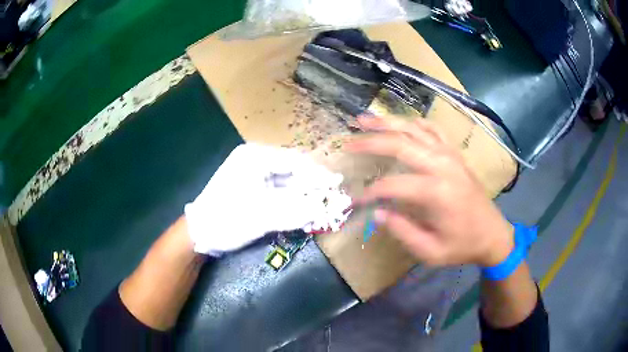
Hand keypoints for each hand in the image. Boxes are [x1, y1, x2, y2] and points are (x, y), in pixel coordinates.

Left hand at [185, 143, 350, 255]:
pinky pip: (278, 192)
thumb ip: (295, 211)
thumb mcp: (262, 216)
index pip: (294, 161)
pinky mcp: (252, 190)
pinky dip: (291, 202)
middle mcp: (254, 161)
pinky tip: (302, 212)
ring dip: (302, 196)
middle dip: (311, 186)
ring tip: (319, 207)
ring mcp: (252, 175)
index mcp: (254, 157)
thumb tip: (324, 209)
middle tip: (329, 199)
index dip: (317, 174)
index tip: (336, 185)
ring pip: (286, 182)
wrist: (198, 234)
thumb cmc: (226, 219)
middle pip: (292, 170)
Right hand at [346, 116, 512, 266]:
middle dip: (370, 141)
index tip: (355, 201)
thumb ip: (402, 231)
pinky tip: (401, 123)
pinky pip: (432, 129)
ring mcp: (450, 155)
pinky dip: (413, 123)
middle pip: (400, 143)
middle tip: (348, 142)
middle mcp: (442, 165)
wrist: (492, 234)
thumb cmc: (462, 245)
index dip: (370, 192)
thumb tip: (377, 213)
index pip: (392, 184)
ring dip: (387, 122)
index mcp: (436, 192)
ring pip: (414, 128)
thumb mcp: (430, 251)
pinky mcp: (454, 153)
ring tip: (364, 120)